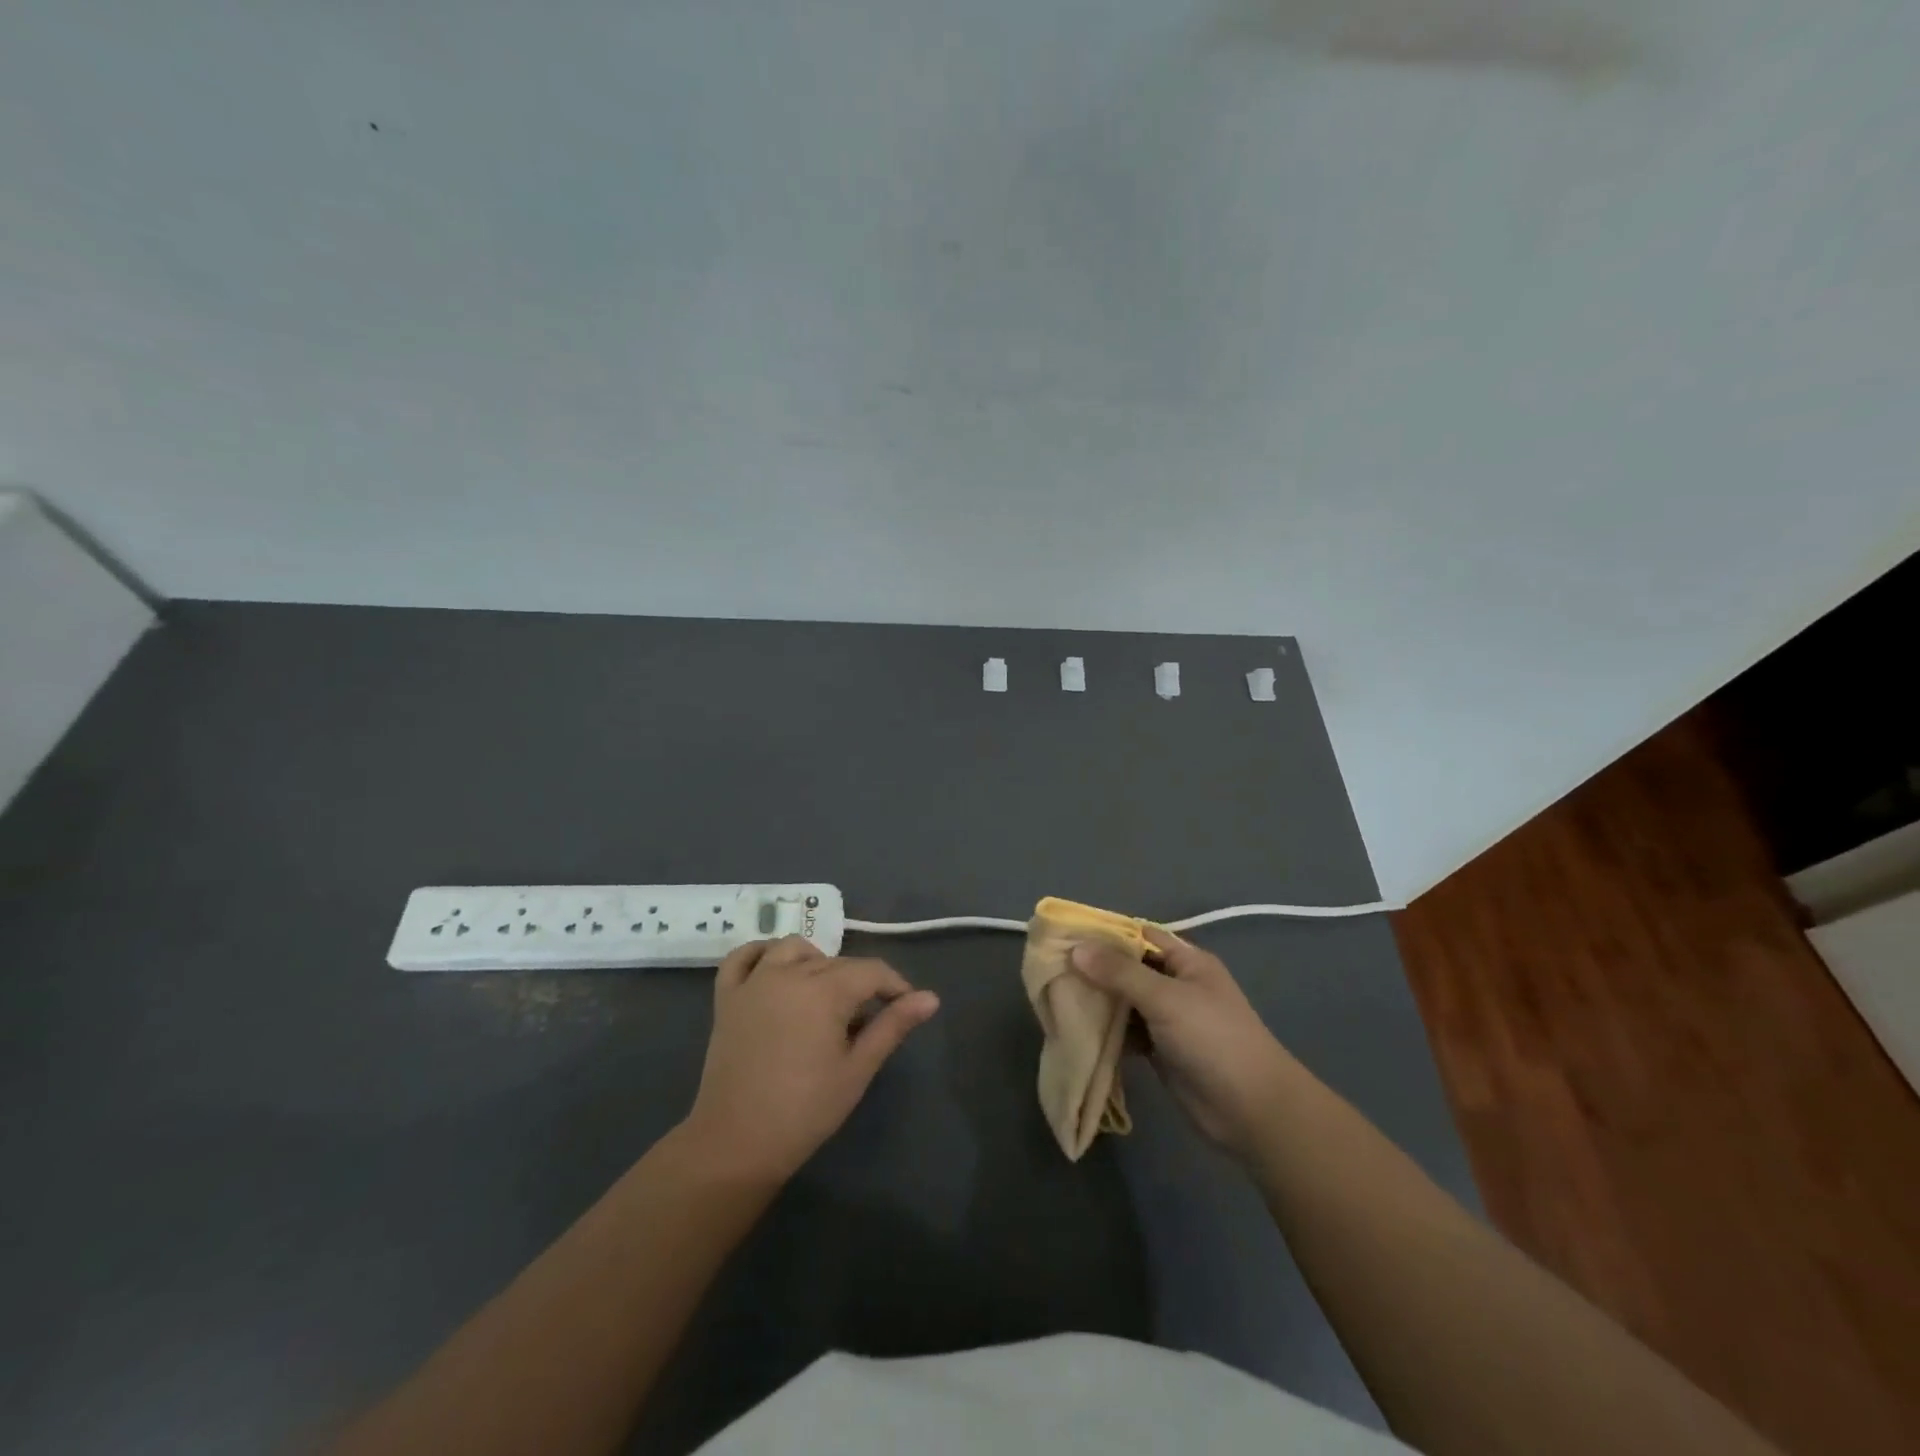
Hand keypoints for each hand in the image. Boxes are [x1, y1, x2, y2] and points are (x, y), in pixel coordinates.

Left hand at [683, 937, 939, 1181]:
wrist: (737, 1143)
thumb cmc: (806, 1110)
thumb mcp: (858, 1068)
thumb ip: (893, 1026)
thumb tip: (931, 998)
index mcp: (825, 989)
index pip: (872, 971)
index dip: (895, 985)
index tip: (907, 1007)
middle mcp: (789, 973)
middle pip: (836, 963)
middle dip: (860, 983)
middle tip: (869, 1020)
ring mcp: (754, 982)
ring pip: (793, 949)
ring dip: (816, 962)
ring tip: (825, 995)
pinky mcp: (727, 997)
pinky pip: (742, 958)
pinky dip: (760, 954)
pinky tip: (775, 969)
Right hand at [1071, 926, 1294, 1159]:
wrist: (1251, 1111)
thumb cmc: (1213, 1039)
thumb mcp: (1166, 998)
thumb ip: (1120, 973)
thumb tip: (1076, 949)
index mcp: (1186, 961)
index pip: (1139, 936)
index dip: (1105, 935)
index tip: (1065, 937)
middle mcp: (1176, 985)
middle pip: (1128, 969)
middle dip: (1095, 970)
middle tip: (1052, 970)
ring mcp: (1169, 1019)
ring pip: (1125, 1002)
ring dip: (1098, 1002)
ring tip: (1057, 999)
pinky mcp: (1160, 1050)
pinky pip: (1127, 1032)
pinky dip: (1107, 1032)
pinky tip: (1079, 1031)